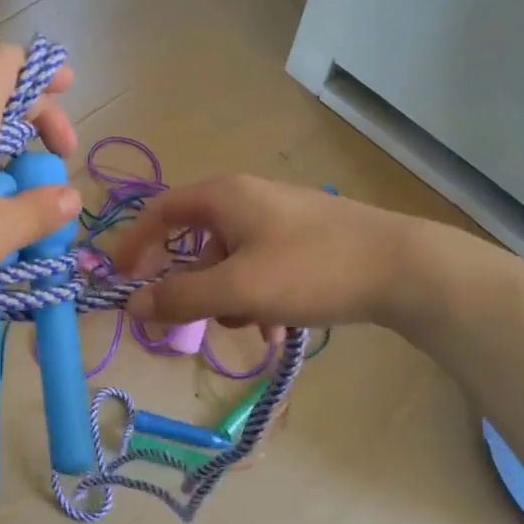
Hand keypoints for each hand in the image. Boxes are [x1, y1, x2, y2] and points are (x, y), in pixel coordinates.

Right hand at [110, 175, 406, 329]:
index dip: (133, 244)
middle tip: (185, 318)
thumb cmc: (311, 270)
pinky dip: (257, 297)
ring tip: (252, 326)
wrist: (404, 268)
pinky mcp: (304, 239)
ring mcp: (278, 218)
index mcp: (223, 197)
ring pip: (230, 261)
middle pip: (194, 242)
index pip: (159, 212)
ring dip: (228, 298)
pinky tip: (278, 327)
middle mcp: (246, 199)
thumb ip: (180, 298)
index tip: (119, 280)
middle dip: (190, 285)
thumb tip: (132, 305)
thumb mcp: (237, 290)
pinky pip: (260, 268)